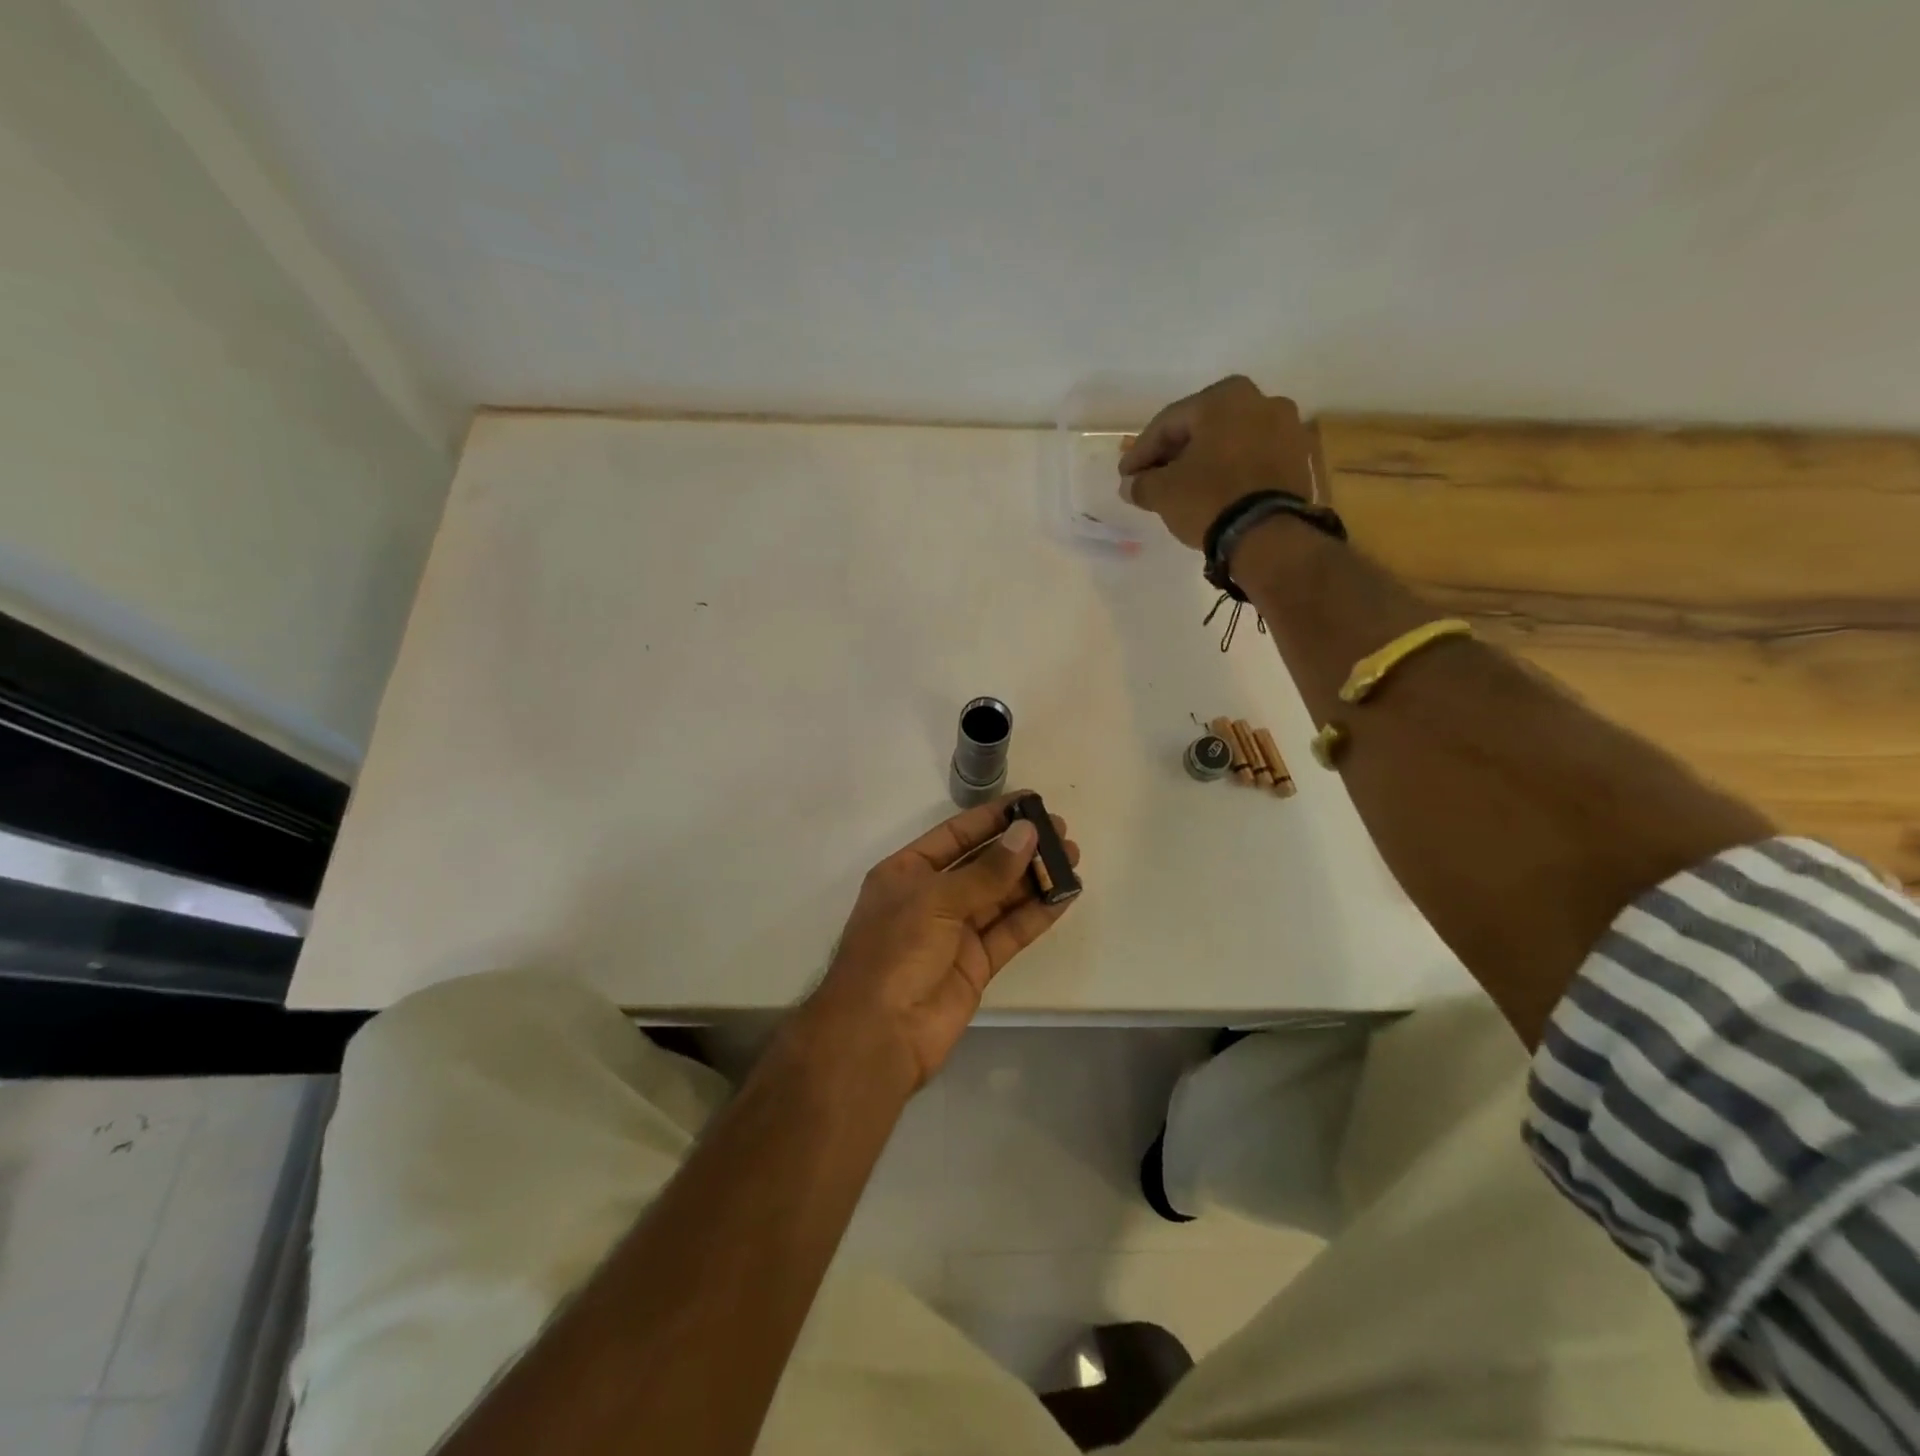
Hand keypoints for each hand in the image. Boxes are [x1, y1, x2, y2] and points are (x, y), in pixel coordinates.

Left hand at [795, 794, 1079, 1091]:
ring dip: (1034, 878)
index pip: (956, 835)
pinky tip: (1064, 895)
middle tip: (1062, 832)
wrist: (879, 1034)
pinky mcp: (976, 964)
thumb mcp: (937, 900)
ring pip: (1001, 897)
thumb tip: (1027, 833)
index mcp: (907, 872)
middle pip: (983, 864)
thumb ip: (987, 870)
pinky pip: (1010, 931)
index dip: (992, 818)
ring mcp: (955, 932)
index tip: (1031, 803)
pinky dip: (1037, 914)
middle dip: (1020, 847)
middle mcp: (931, 897)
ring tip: (1072, 858)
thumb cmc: (895, 951)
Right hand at [1119, 376, 1316, 549]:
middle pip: (1203, 427)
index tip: (1126, 475)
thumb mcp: (1163, 492)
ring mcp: (1287, 427)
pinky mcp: (1300, 458)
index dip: (1142, 451)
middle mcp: (1261, 400)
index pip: (1168, 423)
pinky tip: (1215, 491)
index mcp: (1224, 397)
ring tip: (1184, 487)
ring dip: (1205, 461)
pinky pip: (1254, 459)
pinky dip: (1232, 470)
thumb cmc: (1210, 499)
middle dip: (1175, 453)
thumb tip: (1131, 484)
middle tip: (1152, 478)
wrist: (1269, 534)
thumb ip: (1142, 483)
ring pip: (1231, 442)